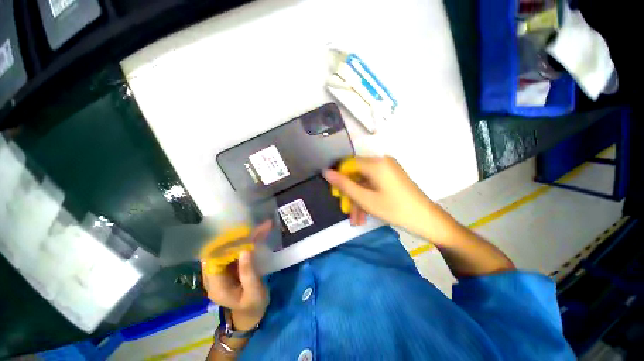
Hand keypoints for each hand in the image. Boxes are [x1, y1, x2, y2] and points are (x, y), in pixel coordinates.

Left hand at [201, 221, 271, 330]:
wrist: (250, 314)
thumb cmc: (253, 306)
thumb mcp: (254, 292)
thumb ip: (248, 272)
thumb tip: (245, 249)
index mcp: (217, 286)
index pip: (213, 260)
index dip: (225, 246)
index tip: (242, 235)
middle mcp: (214, 277)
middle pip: (221, 251)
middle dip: (237, 238)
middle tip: (256, 228)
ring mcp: (221, 272)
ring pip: (228, 249)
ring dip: (243, 238)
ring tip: (260, 228)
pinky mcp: (228, 268)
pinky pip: (234, 252)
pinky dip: (245, 242)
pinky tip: (257, 235)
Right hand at [323, 156, 456, 241]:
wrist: (427, 220)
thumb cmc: (395, 209)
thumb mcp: (366, 199)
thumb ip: (344, 185)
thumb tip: (326, 172)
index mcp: (375, 163)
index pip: (348, 164)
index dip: (339, 178)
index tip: (336, 195)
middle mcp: (381, 162)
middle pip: (356, 175)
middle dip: (350, 194)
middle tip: (345, 210)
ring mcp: (388, 170)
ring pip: (364, 183)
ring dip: (358, 201)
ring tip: (355, 220)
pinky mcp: (391, 178)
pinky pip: (373, 186)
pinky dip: (367, 199)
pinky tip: (364, 216)